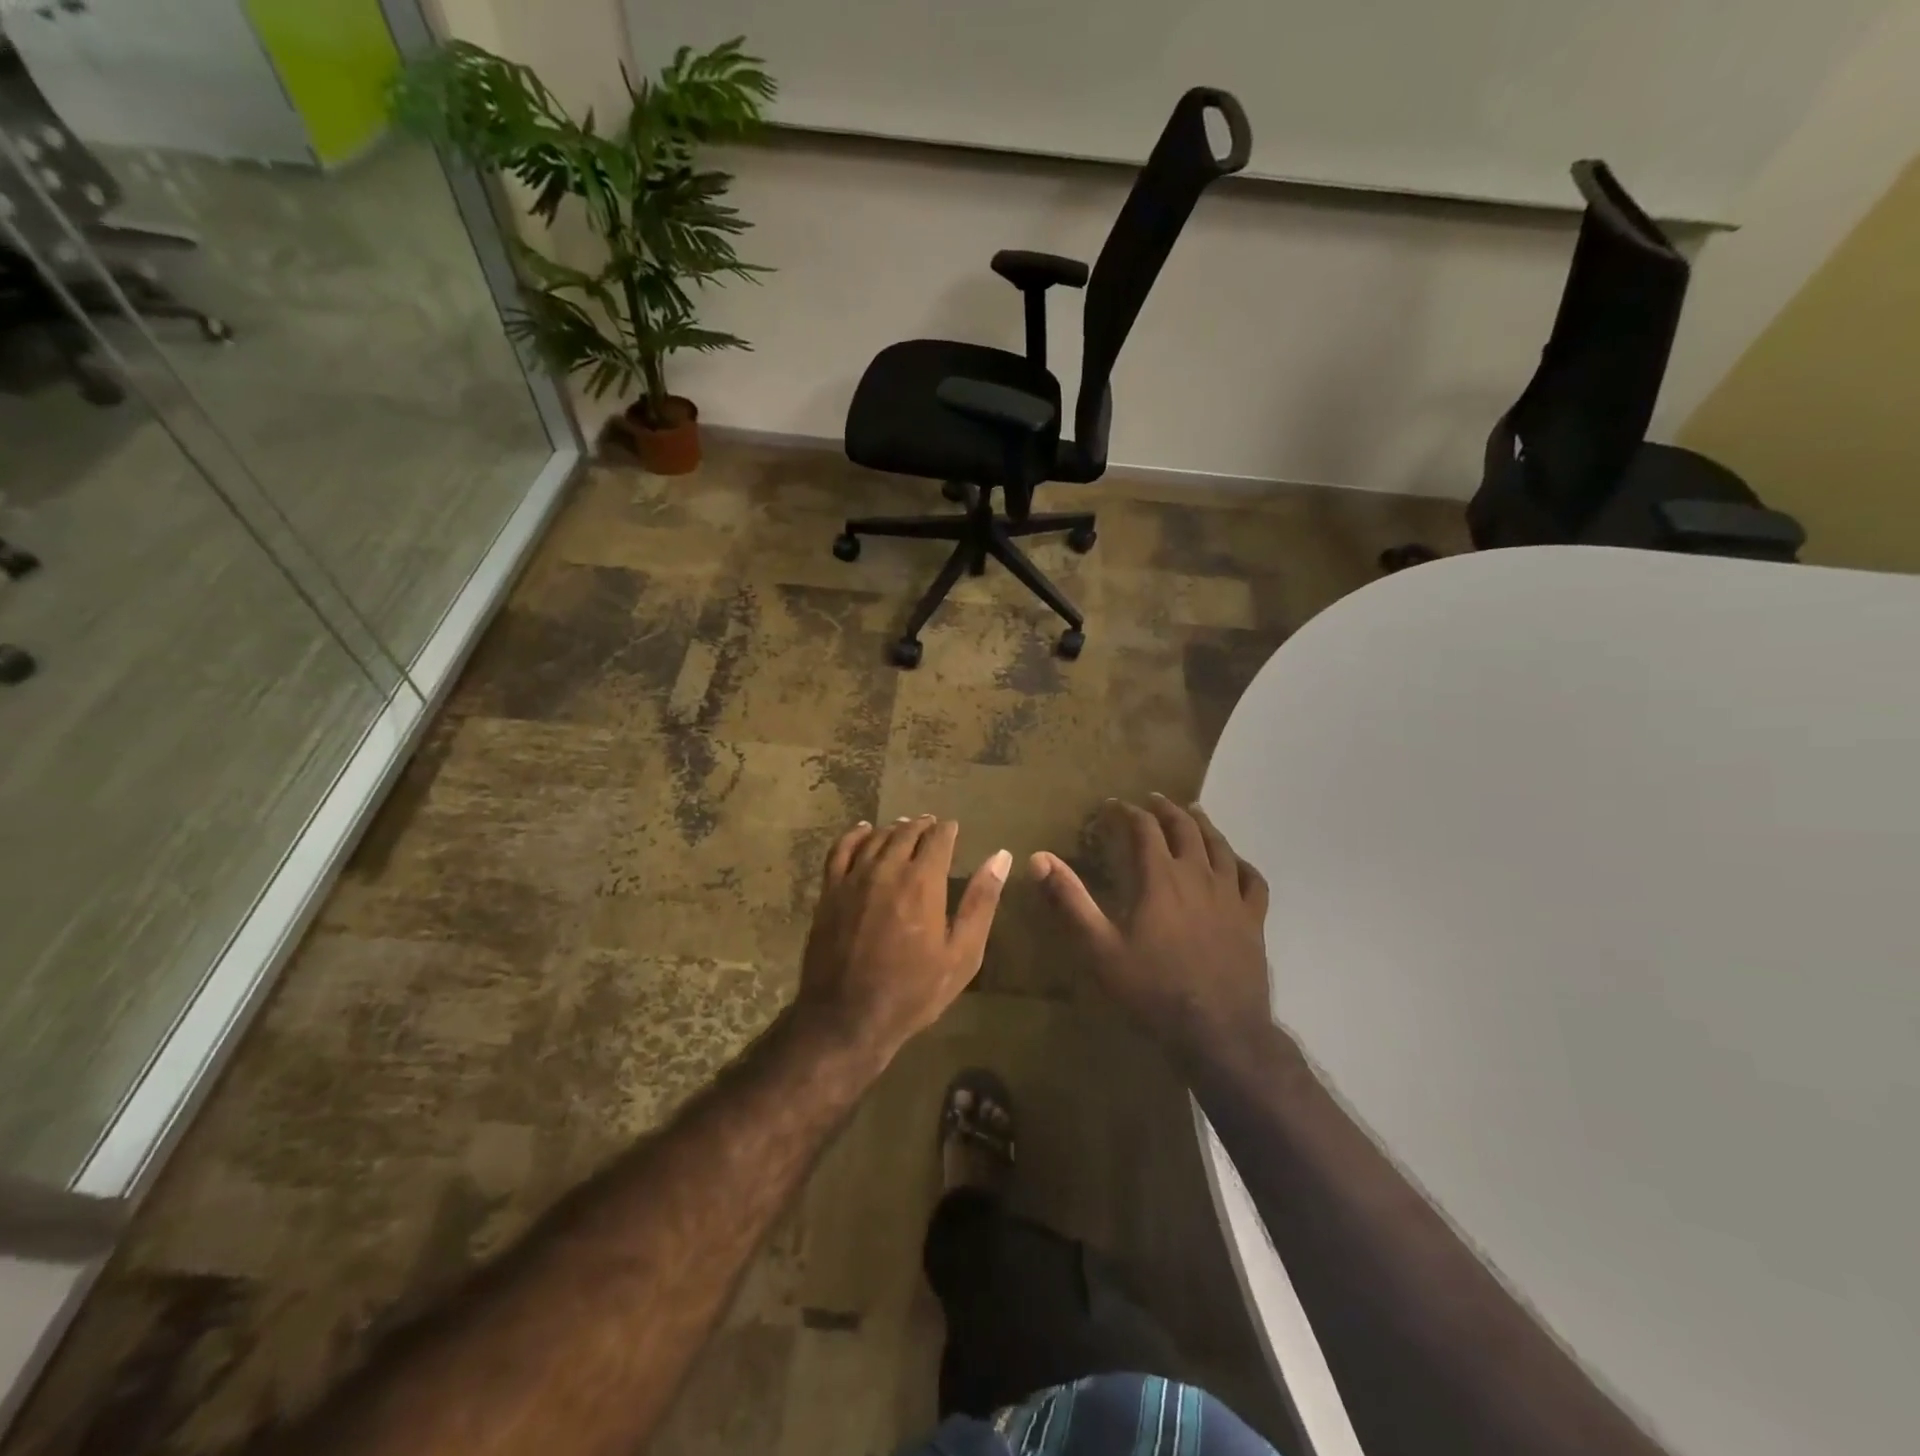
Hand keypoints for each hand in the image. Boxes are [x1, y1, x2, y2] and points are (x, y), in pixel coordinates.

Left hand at [797, 816, 1011, 1060]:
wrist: (847, 1017)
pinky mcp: (830, 891)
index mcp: (923, 882)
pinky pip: (841, 850)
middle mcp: (887, 869)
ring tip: (904, 827)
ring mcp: (854, 878)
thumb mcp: (961, 954)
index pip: (938, 839)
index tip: (954, 829)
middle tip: (931, 825)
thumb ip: (981, 902)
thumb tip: (1001, 857)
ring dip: (894, 828)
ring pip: (876, 838)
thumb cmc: (913, 992)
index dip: (948, 830)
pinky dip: (854, 835)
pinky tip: (863, 831)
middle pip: (906, 832)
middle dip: (922, 826)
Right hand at [1033, 795, 1271, 1070]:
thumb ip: (1070, 900)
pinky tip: (1235, 863)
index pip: (1144, 829)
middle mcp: (1198, 876)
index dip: (1127, 812)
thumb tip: (1038, 859)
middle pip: (1185, 828)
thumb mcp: (1100, 947)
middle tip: (1152, 800)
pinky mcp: (1253, 920)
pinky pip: (1252, 880)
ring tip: (1193, 813)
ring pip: (1220, 846)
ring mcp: (1231, 896)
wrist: (1219, 1032)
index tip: (1112, 806)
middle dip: (1166, 810)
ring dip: (1203, 825)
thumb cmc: (1153, 990)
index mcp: (1161, 878)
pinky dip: (1241, 863)